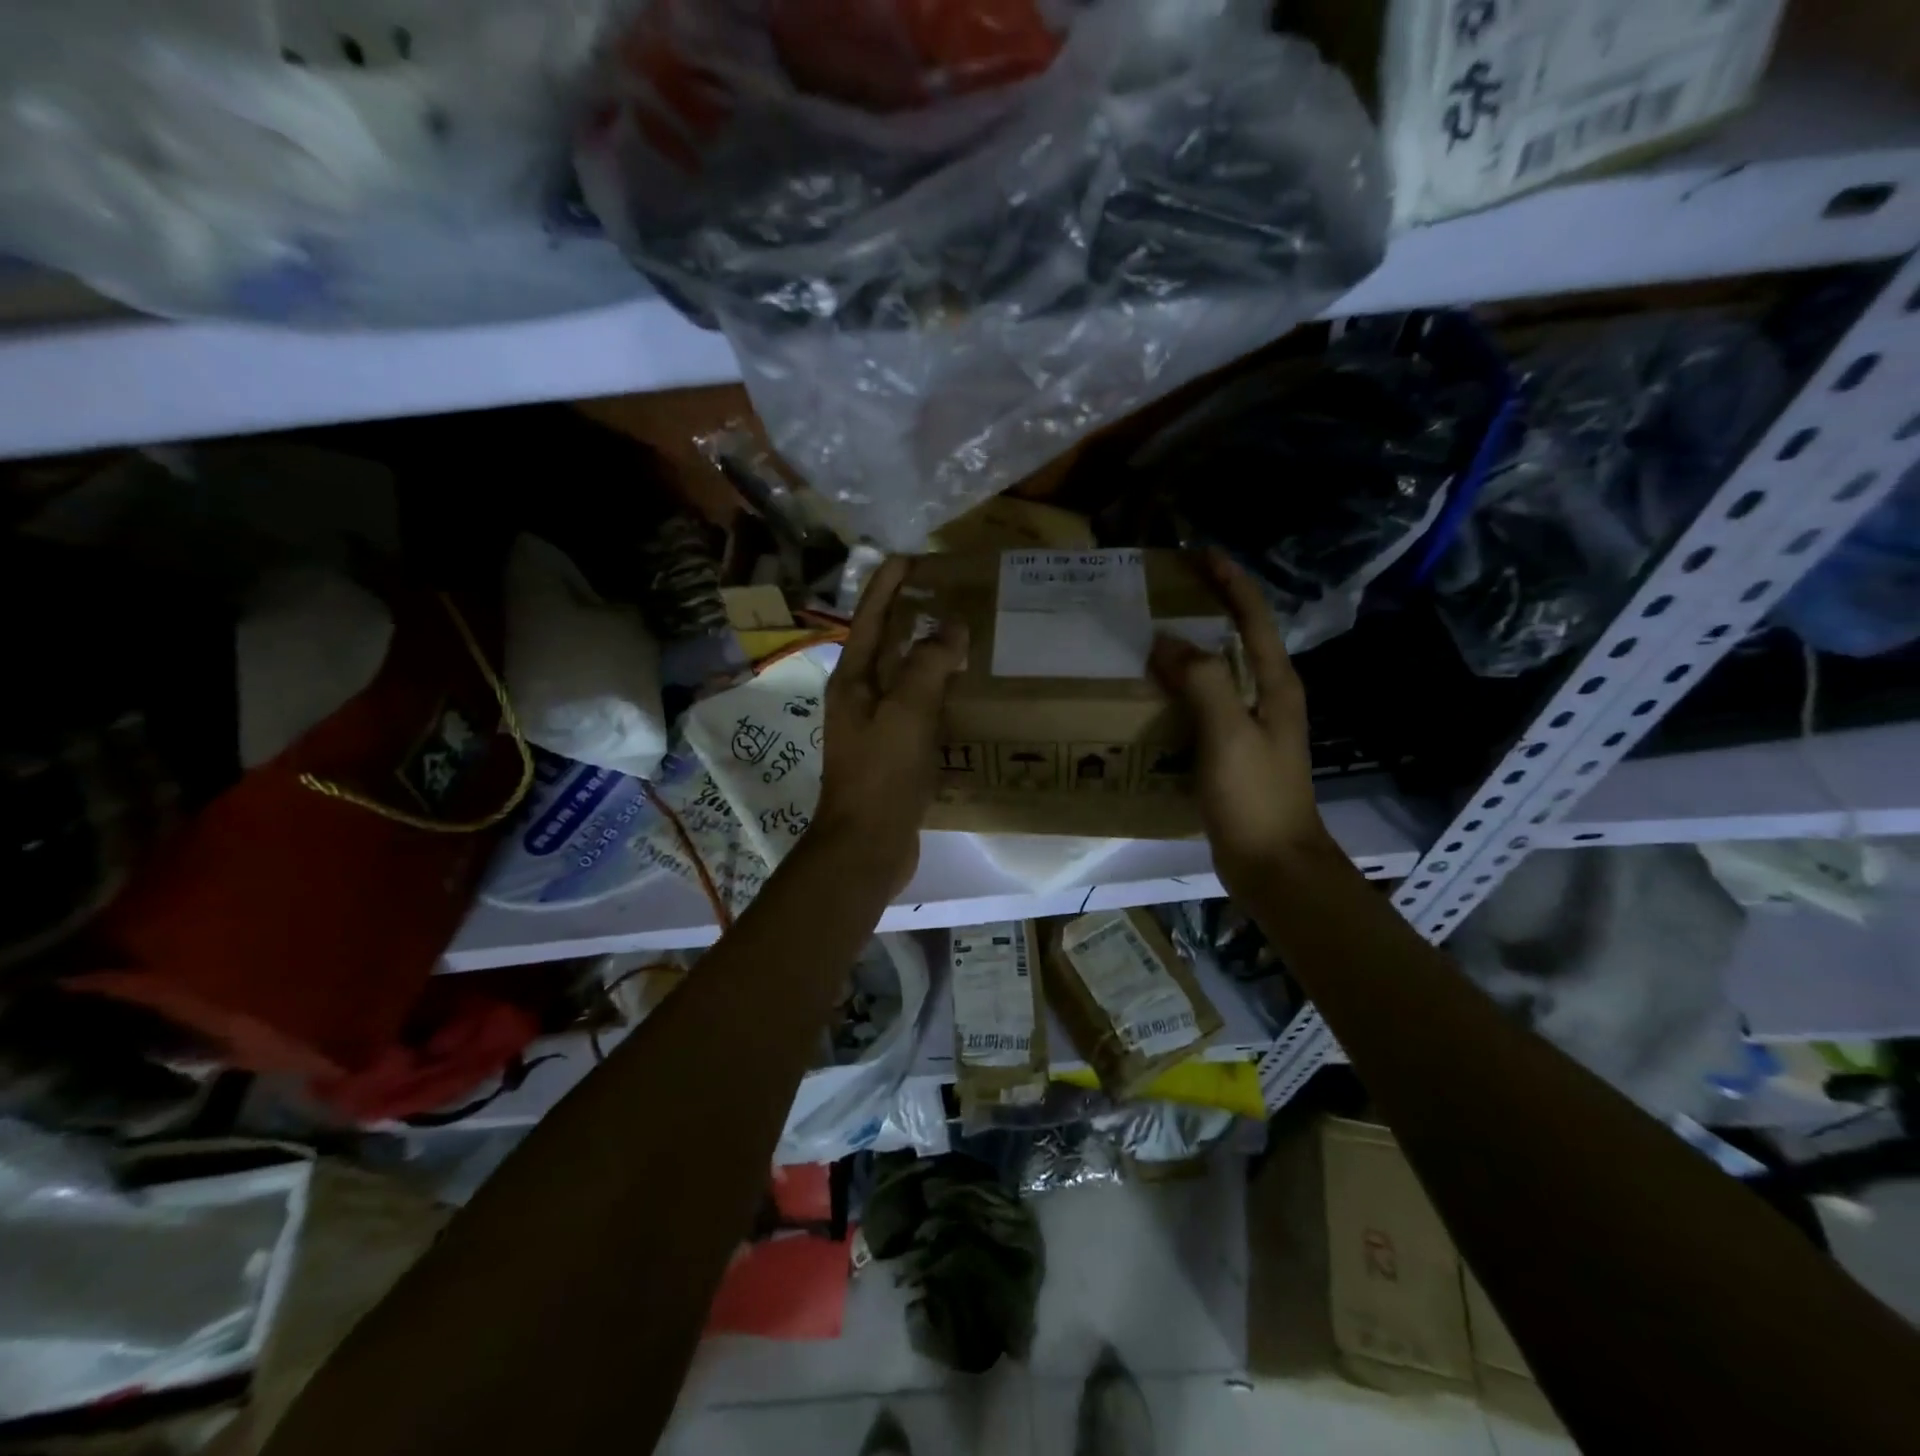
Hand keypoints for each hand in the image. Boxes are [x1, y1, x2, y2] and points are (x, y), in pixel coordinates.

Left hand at [808, 556, 967, 896]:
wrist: (868, 845)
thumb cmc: (882, 774)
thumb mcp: (906, 712)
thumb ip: (928, 664)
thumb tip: (950, 627)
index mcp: (853, 681)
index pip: (869, 619)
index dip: (887, 585)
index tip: (910, 556)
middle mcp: (859, 698)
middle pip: (884, 645)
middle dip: (908, 615)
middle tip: (944, 592)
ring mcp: (875, 727)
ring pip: (903, 678)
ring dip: (926, 654)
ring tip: (960, 635)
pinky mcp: (893, 752)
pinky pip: (917, 709)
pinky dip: (937, 693)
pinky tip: (962, 693)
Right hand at [1149, 551, 1335, 900]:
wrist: (1273, 864)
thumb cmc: (1255, 796)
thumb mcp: (1229, 734)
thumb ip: (1201, 681)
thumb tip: (1166, 641)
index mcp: (1274, 684)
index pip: (1254, 616)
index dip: (1230, 581)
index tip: (1198, 553)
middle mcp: (1266, 697)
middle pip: (1236, 639)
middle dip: (1206, 609)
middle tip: (1161, 593)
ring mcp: (1250, 726)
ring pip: (1217, 672)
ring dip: (1189, 650)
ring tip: (1147, 637)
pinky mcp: (1231, 751)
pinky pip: (1203, 705)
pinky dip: (1179, 690)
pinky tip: (1150, 695)